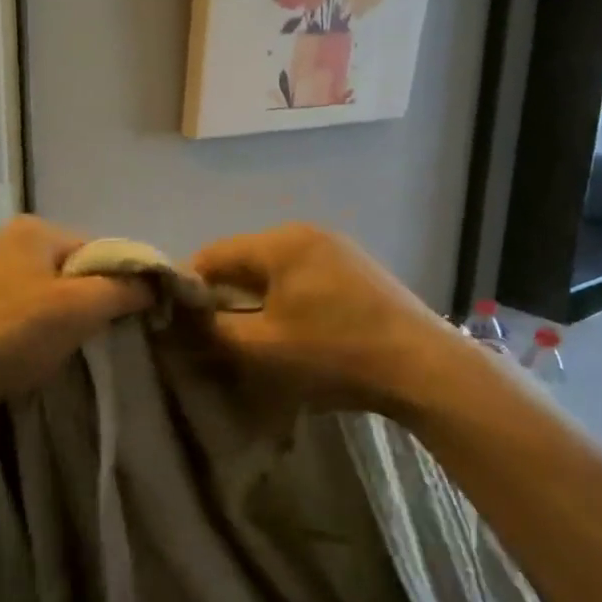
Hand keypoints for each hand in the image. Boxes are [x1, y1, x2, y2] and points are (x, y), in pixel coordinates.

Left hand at [0, 216, 151, 431]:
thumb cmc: (4, 334)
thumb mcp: (76, 308)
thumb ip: (122, 289)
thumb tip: (159, 281)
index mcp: (37, 230)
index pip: (104, 251)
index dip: (126, 285)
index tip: (137, 322)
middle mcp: (14, 242)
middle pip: (79, 273)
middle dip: (95, 306)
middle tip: (103, 342)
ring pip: (55, 296)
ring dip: (69, 323)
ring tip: (71, 353)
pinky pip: (29, 314)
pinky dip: (41, 333)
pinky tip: (39, 357)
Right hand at [190, 224, 463, 416]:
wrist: (423, 368)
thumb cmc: (334, 354)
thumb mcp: (262, 348)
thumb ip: (213, 329)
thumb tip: (182, 319)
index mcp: (280, 242)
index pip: (212, 255)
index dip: (189, 288)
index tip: (179, 323)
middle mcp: (306, 233)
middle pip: (243, 260)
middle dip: (223, 295)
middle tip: (213, 334)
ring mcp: (336, 248)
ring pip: (273, 270)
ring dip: (254, 300)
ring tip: (250, 336)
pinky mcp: (356, 269)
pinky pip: (301, 277)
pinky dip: (284, 299)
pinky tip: (290, 330)